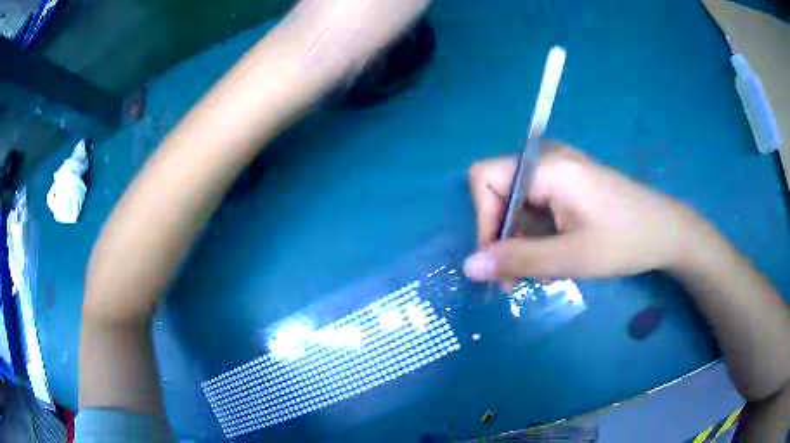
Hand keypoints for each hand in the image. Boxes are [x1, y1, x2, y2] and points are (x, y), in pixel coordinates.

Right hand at [463, 143, 704, 280]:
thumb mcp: (570, 258)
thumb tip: (468, 267)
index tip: (498, 261)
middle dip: (505, 237)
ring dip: (523, 240)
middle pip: (500, 191)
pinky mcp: (571, 180)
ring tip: (545, 272)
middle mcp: (548, 158)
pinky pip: (538, 203)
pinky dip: (538, 233)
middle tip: (520, 278)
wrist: (667, 232)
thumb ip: (518, 261)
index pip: (485, 179)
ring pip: (519, 202)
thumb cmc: (625, 242)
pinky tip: (556, 255)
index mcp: (547, 167)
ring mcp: (561, 167)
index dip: (483, 220)